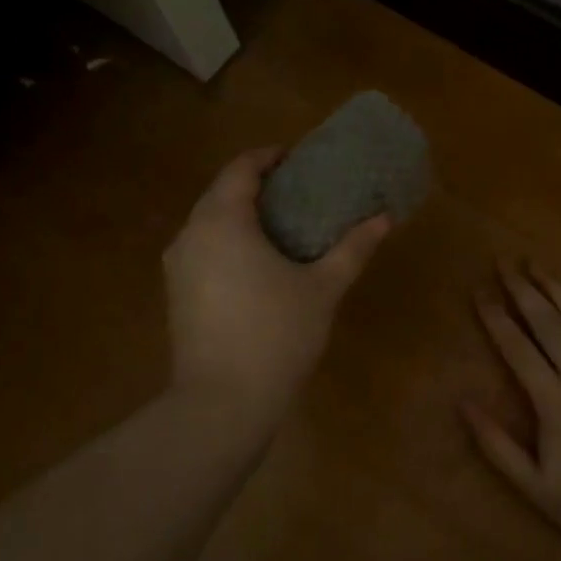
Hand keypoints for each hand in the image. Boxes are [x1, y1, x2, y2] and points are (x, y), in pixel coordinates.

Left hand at [164, 147, 389, 428]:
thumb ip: (353, 248)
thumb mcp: (323, 288)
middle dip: (257, 186)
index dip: (269, 157)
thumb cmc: (276, 334)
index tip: (298, 159)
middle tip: (298, 192)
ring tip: (282, 227)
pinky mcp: (175, 295)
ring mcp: (177, 266)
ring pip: (209, 223)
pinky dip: (228, 243)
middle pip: (221, 192)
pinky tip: (258, 265)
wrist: (222, 403)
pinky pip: (203, 250)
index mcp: (222, 220)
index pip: (241, 168)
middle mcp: (191, 234)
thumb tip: (384, 218)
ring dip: (241, 216)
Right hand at [464, 262, 560, 546]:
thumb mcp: (536, 487)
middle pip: (548, 323)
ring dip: (557, 289)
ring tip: (537, 265)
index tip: (479, 291)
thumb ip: (496, 444)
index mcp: (553, 401)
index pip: (516, 348)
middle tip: (504, 262)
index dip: (495, 318)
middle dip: (523, 290)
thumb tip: (462, 403)